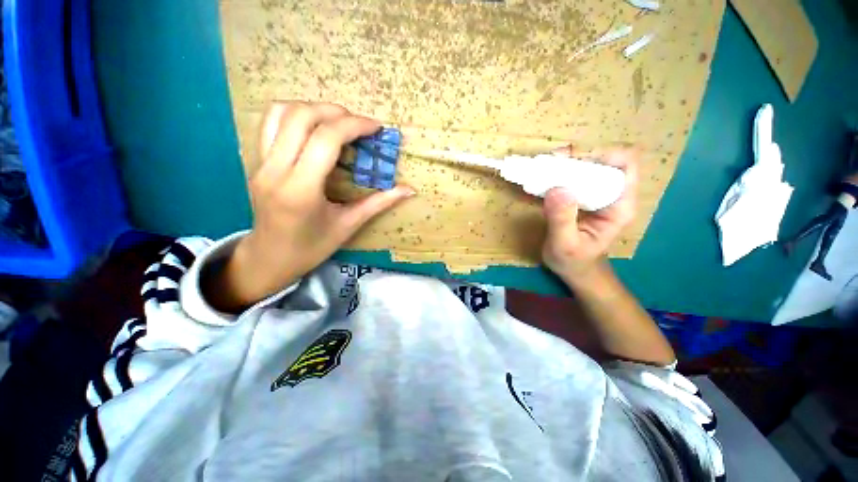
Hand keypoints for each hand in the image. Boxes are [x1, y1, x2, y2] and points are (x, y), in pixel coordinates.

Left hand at [209, 101, 413, 310]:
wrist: (271, 258)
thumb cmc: (312, 247)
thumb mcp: (349, 225)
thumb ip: (379, 203)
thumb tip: (409, 190)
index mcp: (301, 190)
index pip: (325, 139)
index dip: (354, 125)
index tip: (376, 127)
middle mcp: (275, 170)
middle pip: (301, 117)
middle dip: (336, 112)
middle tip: (359, 124)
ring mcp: (260, 164)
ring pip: (280, 113)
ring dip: (313, 108)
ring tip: (337, 121)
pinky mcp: (256, 162)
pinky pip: (270, 124)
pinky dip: (294, 115)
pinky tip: (314, 128)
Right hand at [541, 146, 637, 284]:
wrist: (574, 269)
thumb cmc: (573, 261)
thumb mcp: (565, 245)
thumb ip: (562, 219)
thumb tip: (557, 188)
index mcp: (619, 206)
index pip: (625, 164)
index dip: (602, 154)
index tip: (571, 161)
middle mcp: (613, 195)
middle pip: (605, 159)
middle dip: (578, 156)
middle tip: (551, 163)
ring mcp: (598, 194)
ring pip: (589, 165)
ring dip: (567, 162)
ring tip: (545, 168)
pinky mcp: (584, 196)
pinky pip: (576, 175)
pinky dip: (560, 171)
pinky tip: (544, 177)